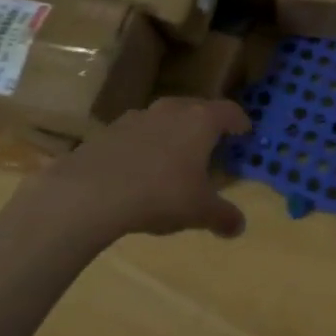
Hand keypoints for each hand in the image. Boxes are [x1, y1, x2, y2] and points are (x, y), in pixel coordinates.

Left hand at [40, 97, 250, 243]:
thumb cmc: (160, 194)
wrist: (91, 192)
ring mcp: (138, 116)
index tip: (244, 135)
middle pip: (197, 109)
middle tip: (212, 147)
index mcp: (201, 121)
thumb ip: (223, 216)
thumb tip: (239, 226)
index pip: (230, 111)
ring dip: (174, 133)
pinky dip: (145, 145)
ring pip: (166, 118)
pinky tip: (140, 170)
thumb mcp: (199, 211)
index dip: (240, 123)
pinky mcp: (110, 130)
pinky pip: (138, 133)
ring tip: (174, 159)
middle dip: (207, 126)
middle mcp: (172, 109)